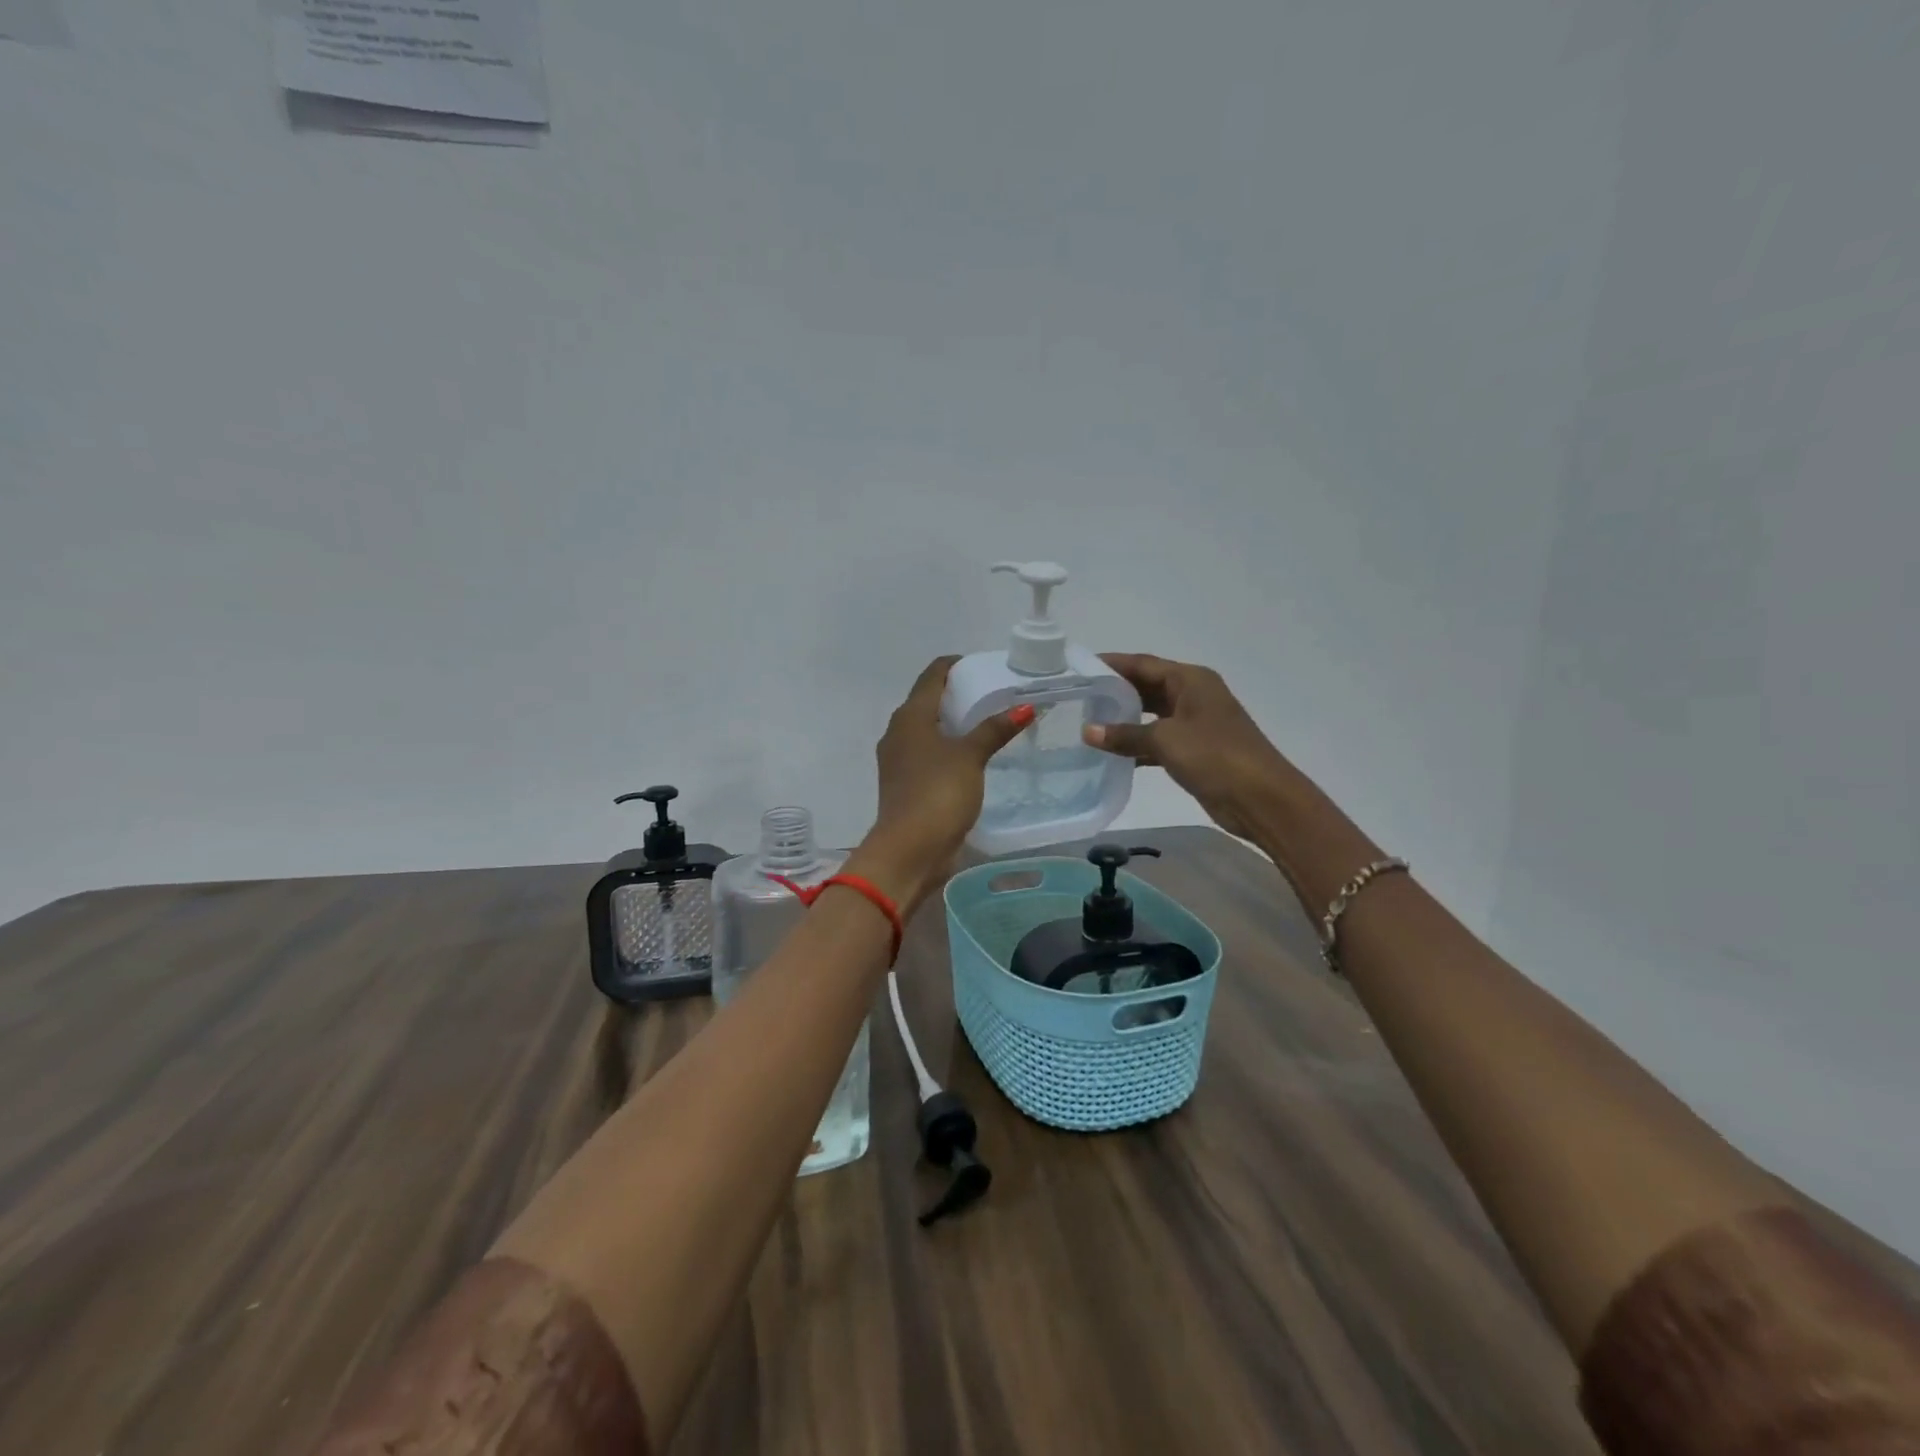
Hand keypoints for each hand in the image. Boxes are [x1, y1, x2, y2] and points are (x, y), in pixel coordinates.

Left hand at [847, 656, 1032, 911]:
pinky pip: (929, 754)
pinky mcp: (906, 784)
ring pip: (927, 729)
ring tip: (988, 722)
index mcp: (909, 716)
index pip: (932, 675)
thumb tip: (1024, 706)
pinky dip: (948, 748)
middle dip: (957, 694)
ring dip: (953, 724)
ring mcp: (899, 760)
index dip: (955, 665)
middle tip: (993, 693)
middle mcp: (898, 732)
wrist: (909, 850)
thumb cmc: (937, 793)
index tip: (983, 666)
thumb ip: (995, 729)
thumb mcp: (970, 757)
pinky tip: (972, 756)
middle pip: (928, 701)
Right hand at [1081, 653, 1297, 842]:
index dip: (1112, 664)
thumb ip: (1126, 734)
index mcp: (1191, 680)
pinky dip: (1137, 745)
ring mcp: (1196, 723)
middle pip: (1147, 687)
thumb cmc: (1215, 756)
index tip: (1080, 667)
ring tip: (1089, 723)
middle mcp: (1194, 695)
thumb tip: (1088, 731)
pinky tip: (1112, 754)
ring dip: (1124, 720)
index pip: (1143, 664)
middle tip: (1079, 697)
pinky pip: (1158, 740)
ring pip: (1152, 715)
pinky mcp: (1195, 750)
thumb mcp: (1166, 740)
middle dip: (1115, 691)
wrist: (1261, 798)